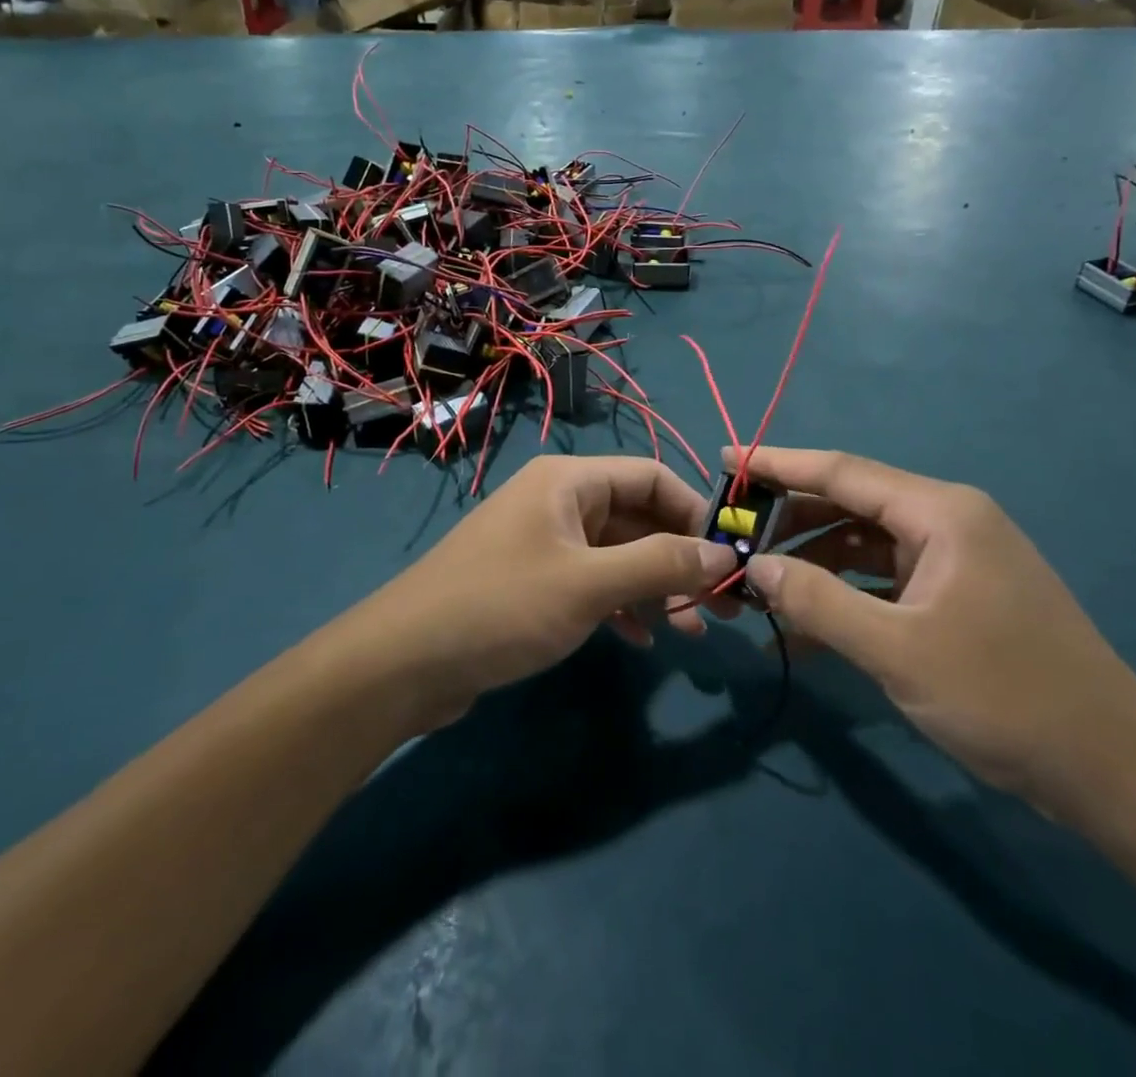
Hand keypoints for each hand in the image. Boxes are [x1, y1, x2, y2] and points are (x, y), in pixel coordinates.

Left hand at [351, 456, 736, 728]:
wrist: (406, 660)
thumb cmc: (503, 606)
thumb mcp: (589, 585)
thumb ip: (660, 564)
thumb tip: (722, 553)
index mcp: (569, 481)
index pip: (651, 476)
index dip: (695, 512)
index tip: (729, 556)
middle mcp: (558, 501)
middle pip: (636, 516)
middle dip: (678, 556)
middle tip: (721, 604)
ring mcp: (542, 541)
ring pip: (615, 553)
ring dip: (653, 586)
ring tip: (689, 629)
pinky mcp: (530, 580)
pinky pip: (589, 581)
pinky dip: (619, 603)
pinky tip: (639, 638)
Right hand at [731, 447, 1135, 807]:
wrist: (1114, 772)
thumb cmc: (1006, 697)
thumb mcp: (898, 650)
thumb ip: (819, 602)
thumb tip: (756, 566)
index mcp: (940, 513)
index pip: (842, 471)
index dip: (778, 464)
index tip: (725, 459)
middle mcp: (947, 522)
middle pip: (850, 505)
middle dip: (789, 522)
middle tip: (732, 539)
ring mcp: (955, 561)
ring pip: (864, 546)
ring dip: (813, 566)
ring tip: (759, 590)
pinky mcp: (957, 598)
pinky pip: (884, 582)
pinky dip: (845, 598)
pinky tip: (805, 632)